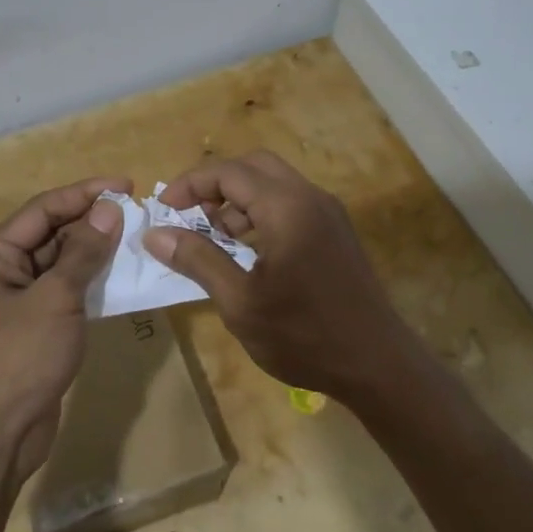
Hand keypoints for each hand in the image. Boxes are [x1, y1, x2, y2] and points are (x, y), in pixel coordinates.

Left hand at [0, 177, 126, 478]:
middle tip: (138, 214)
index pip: (43, 209)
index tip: (126, 185)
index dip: (85, 194)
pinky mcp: (32, 326)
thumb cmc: (18, 357)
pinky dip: (89, 281)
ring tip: (136, 239)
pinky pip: (63, 290)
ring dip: (94, 251)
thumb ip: (83, 252)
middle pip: (50, 233)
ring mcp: (15, 300)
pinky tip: (121, 275)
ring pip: (60, 262)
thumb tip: (110, 209)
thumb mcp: (55, 298)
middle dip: (92, 222)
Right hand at [142, 151, 419, 403]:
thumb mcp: (240, 302)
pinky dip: (261, 213)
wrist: (378, 365)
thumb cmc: (303, 336)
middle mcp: (310, 198)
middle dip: (215, 184)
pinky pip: (291, 203)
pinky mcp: (336, 231)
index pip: (229, 172)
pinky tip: (248, 251)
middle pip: (253, 166)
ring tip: (214, 238)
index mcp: (287, 208)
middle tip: (189, 216)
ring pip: (274, 183)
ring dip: (238, 199)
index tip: (164, 210)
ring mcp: (328, 213)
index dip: (190, 184)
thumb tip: (154, 234)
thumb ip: (198, 260)